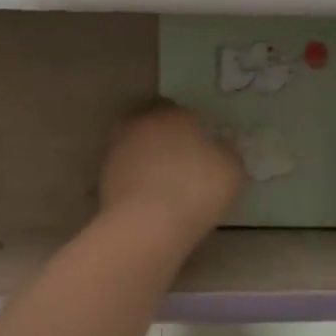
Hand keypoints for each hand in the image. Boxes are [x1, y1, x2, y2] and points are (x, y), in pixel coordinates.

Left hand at [100, 103, 245, 246]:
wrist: (147, 224)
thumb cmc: (196, 189)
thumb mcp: (232, 170)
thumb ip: (228, 151)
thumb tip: (223, 144)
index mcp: (173, 114)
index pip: (183, 111)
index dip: (193, 127)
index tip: (202, 144)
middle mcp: (141, 123)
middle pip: (154, 123)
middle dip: (165, 136)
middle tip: (181, 159)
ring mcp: (118, 147)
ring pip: (136, 144)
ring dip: (147, 156)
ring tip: (163, 180)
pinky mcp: (104, 174)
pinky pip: (126, 169)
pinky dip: (135, 177)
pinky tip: (148, 195)